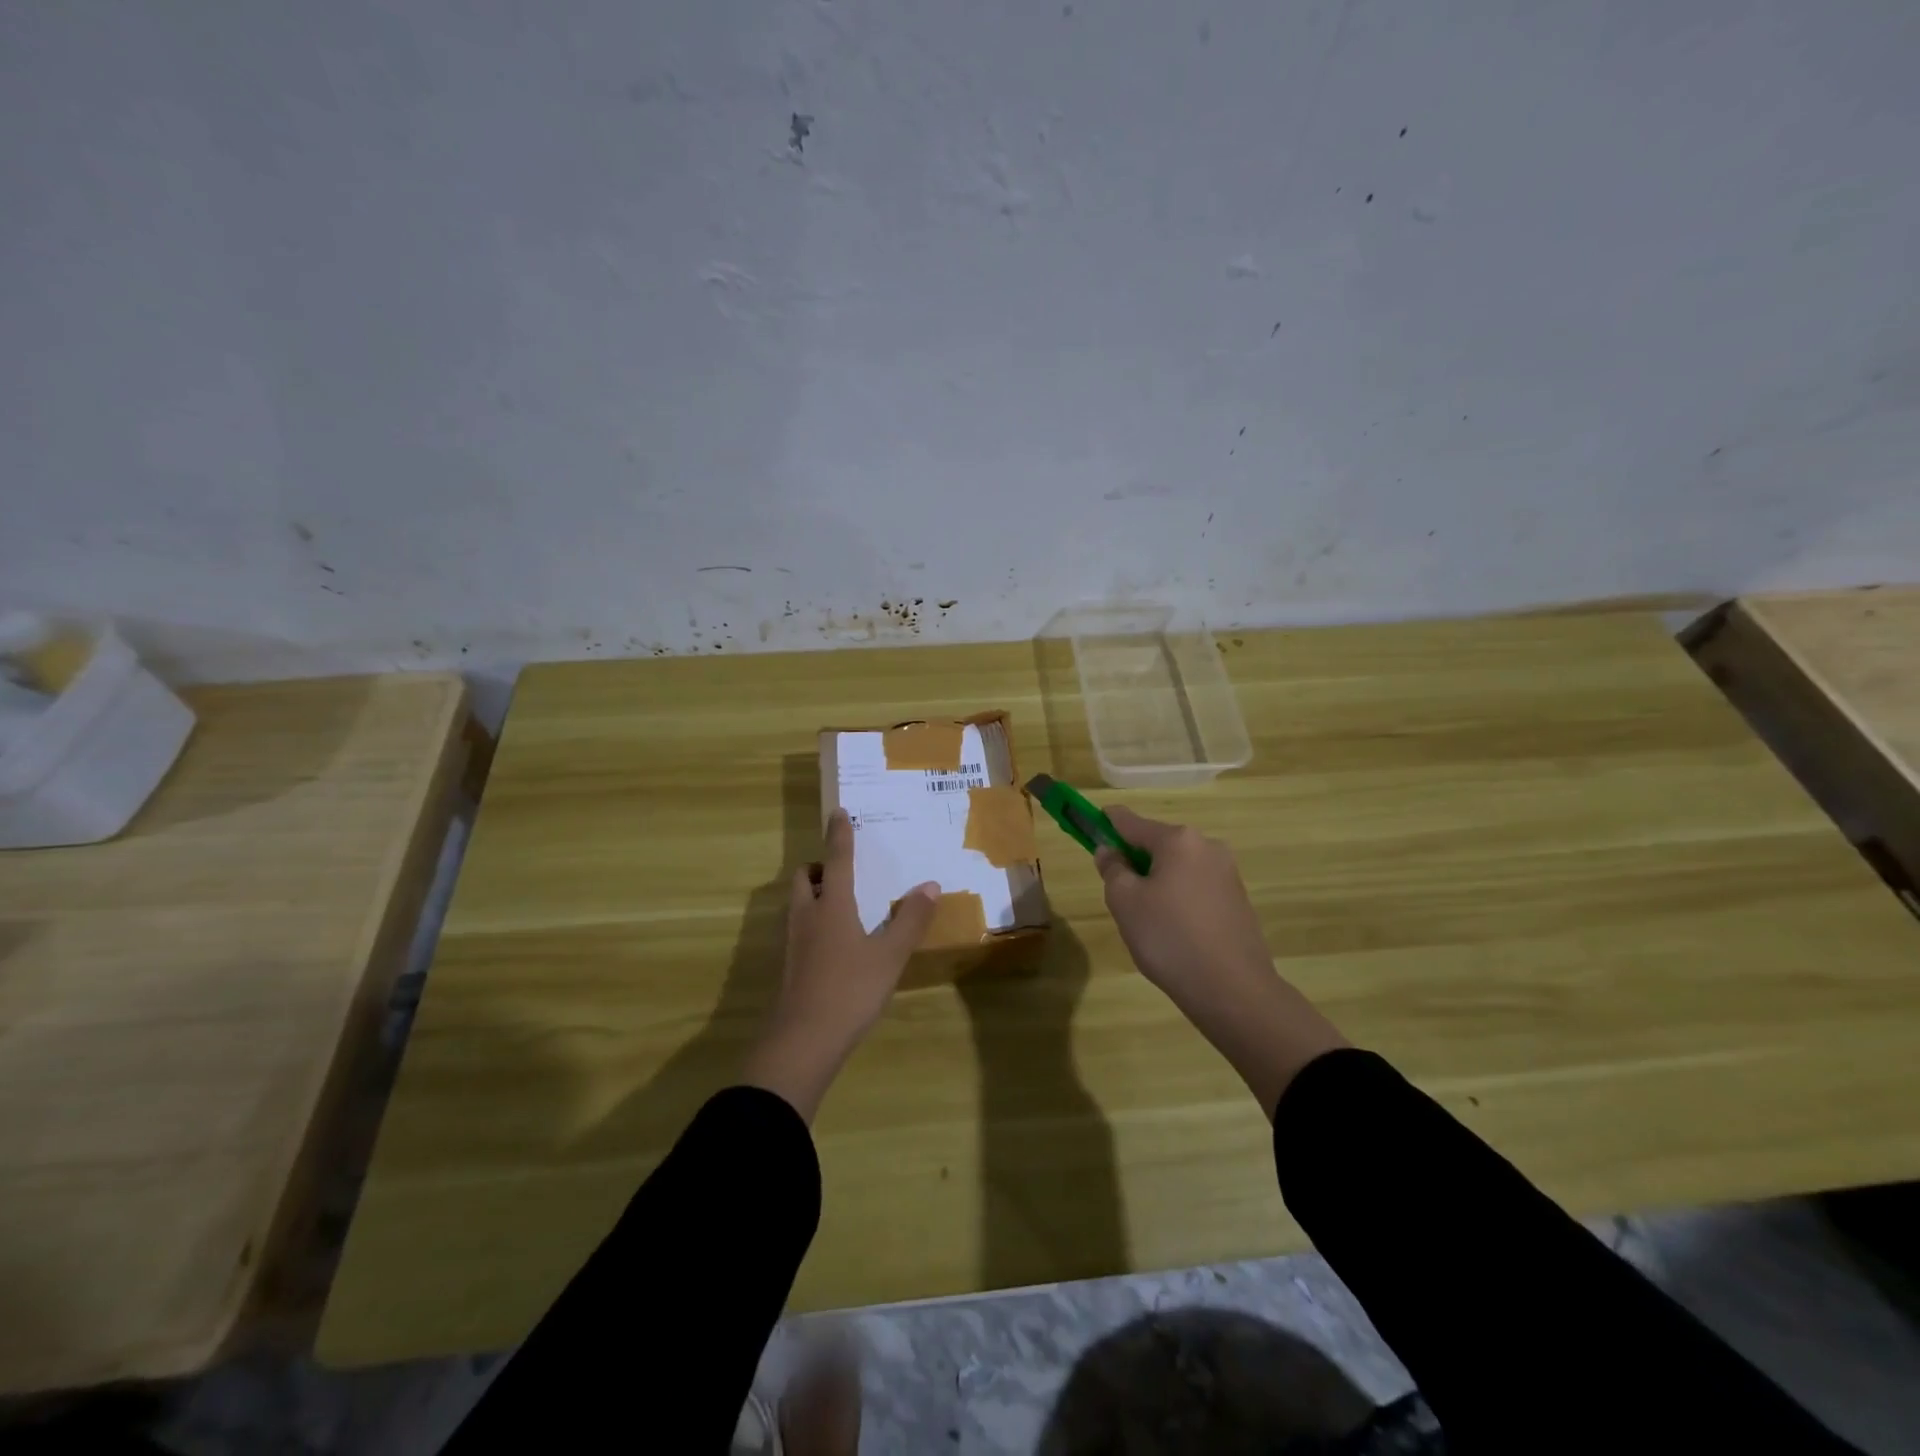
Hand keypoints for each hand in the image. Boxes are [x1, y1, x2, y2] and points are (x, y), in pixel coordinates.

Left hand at [740, 809, 939, 1120]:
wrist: (802, 1042)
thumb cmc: (850, 990)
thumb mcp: (890, 955)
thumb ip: (910, 920)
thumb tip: (929, 885)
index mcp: (831, 905)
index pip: (836, 859)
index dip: (839, 835)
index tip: (838, 812)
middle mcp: (807, 915)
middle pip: (805, 878)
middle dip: (820, 866)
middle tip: (843, 870)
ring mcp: (793, 942)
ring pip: (798, 903)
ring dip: (815, 892)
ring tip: (843, 903)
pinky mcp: (789, 966)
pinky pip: (800, 927)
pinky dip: (814, 920)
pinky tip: (835, 942)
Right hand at [1097, 806, 1347, 1116]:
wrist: (1233, 991)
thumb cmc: (1169, 938)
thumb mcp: (1125, 902)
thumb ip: (1112, 869)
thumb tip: (1110, 851)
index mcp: (1178, 840)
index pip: (1131, 821)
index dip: (1106, 822)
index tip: (1089, 824)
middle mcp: (1207, 847)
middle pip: (1157, 844)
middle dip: (1134, 860)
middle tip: (1119, 895)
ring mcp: (1227, 873)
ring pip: (1177, 868)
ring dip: (1157, 882)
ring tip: (1147, 922)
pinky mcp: (1238, 900)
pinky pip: (1196, 888)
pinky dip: (1178, 899)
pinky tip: (1174, 932)